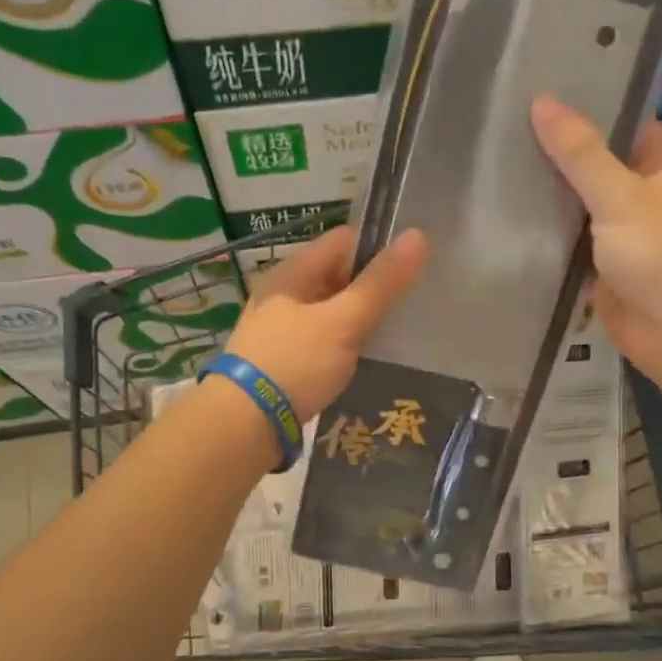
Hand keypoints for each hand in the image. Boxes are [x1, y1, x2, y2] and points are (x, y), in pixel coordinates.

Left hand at [222, 224, 427, 420]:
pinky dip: (342, 345)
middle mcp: (282, 295)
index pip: (342, 241)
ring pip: (328, 312)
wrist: (244, 424)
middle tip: (409, 305)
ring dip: (357, 319)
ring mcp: (278, 329)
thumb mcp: (344, 322)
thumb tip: (418, 236)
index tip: (410, 270)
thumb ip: (381, 284)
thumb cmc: (295, 364)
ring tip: (393, 335)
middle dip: (370, 287)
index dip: (377, 249)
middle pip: (335, 276)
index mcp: (292, 273)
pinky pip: (320, 341)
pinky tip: (362, 361)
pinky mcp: (281, 361)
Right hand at [532, 95, 661, 394]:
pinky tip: (509, 229)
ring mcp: (627, 241)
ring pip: (583, 214)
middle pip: (600, 172)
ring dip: (551, 205)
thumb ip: (580, 153)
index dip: (591, 112)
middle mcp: (649, 201)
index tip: (542, 100)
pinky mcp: (608, 277)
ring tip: (496, 174)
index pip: (627, 128)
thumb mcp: (620, 195)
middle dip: (560, 161)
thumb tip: (542, 101)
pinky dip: (550, 245)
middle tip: (505, 136)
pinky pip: (574, 253)